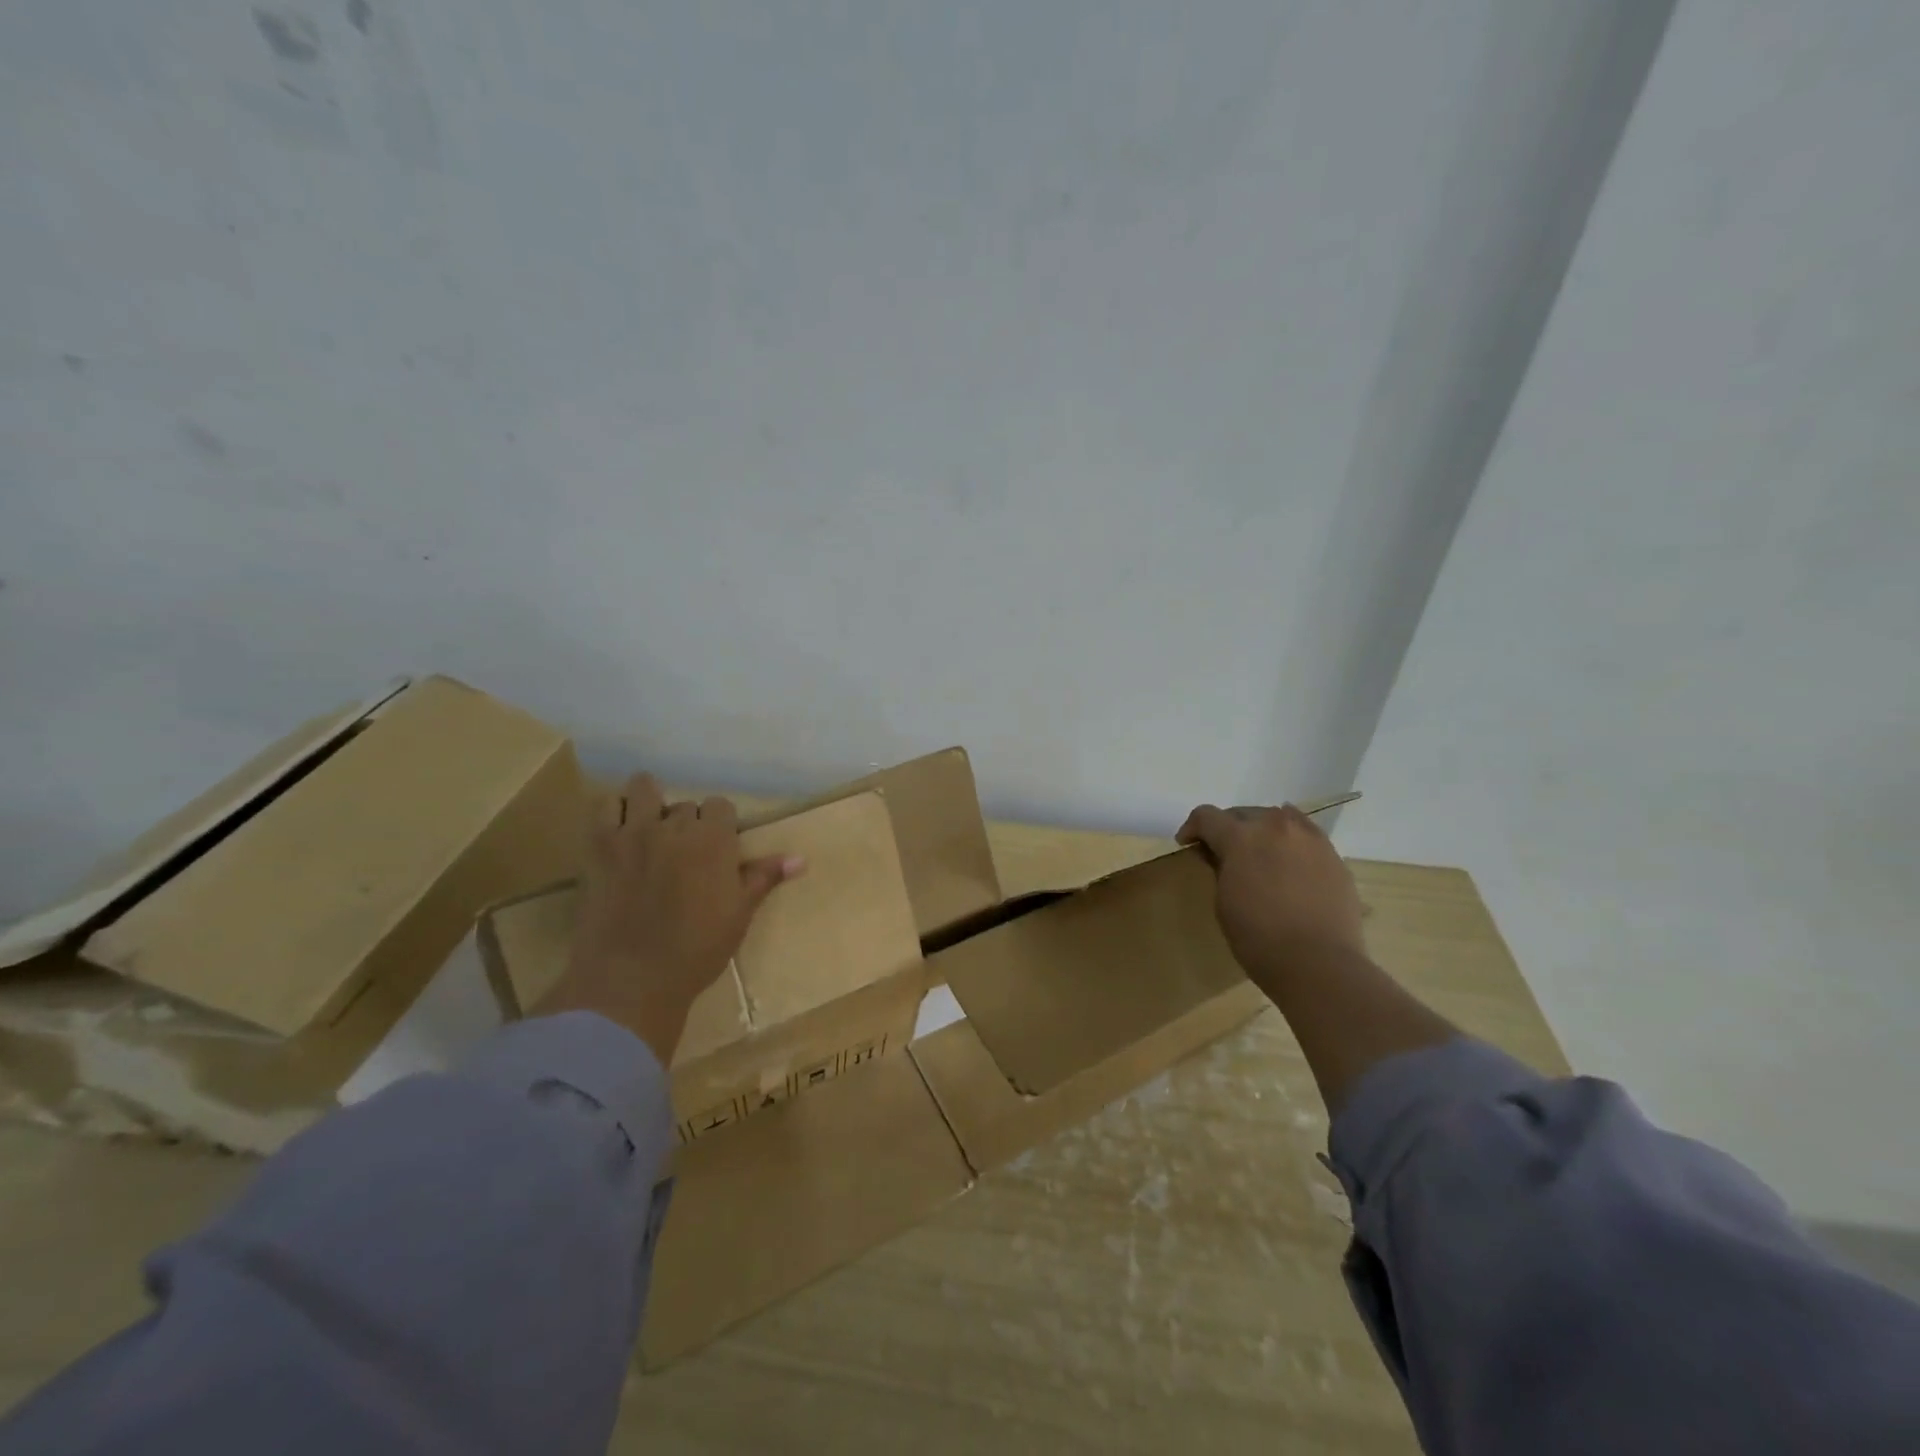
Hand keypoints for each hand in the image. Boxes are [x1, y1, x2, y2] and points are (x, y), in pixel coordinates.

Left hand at [535, 773, 803, 1063]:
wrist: (632, 978)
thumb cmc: (697, 949)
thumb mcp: (739, 914)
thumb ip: (764, 877)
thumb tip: (800, 859)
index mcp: (714, 839)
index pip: (721, 806)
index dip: (720, 825)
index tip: (716, 850)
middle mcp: (675, 826)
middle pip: (685, 805)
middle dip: (686, 824)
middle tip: (682, 855)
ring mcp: (634, 832)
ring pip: (644, 789)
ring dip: (650, 802)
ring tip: (649, 828)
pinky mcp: (599, 846)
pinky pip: (604, 806)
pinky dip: (613, 811)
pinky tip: (619, 832)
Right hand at [1176, 803, 1365, 988]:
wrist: (1319, 964)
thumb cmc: (1258, 938)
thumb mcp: (1223, 902)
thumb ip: (1220, 868)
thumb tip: (1221, 855)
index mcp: (1241, 837)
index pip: (1207, 816)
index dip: (1192, 827)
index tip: (1188, 845)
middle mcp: (1276, 827)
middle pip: (1243, 813)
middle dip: (1227, 828)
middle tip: (1222, 852)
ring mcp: (1310, 839)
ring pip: (1279, 819)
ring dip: (1262, 831)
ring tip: (1260, 855)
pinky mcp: (1334, 857)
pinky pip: (1306, 837)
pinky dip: (1291, 844)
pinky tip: (1289, 865)